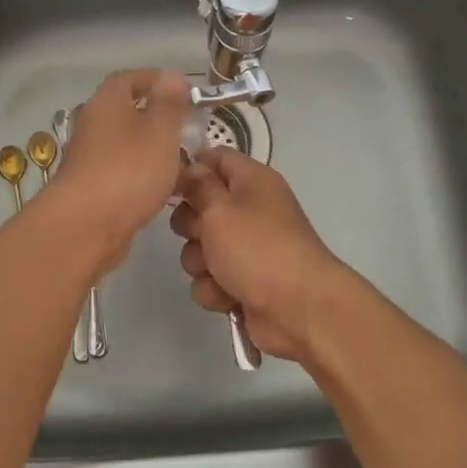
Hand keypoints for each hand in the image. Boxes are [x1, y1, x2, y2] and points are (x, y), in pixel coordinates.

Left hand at [45, 69, 191, 271]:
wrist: (86, 226)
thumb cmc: (129, 169)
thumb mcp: (160, 129)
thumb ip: (169, 103)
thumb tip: (171, 75)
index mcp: (107, 103)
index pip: (128, 79)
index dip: (154, 79)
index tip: (181, 88)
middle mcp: (94, 126)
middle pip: (128, 114)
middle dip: (159, 119)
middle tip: (190, 128)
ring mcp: (91, 159)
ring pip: (129, 147)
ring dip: (155, 151)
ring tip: (187, 161)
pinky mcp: (94, 190)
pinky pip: (126, 174)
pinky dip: (147, 176)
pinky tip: (170, 191)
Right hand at [168, 149, 352, 362]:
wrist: (298, 309)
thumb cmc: (257, 248)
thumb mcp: (220, 209)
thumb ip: (198, 186)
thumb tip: (190, 167)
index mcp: (252, 181)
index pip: (215, 158)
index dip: (191, 169)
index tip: (169, 184)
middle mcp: (249, 210)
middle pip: (200, 207)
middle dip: (190, 225)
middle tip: (201, 234)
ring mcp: (246, 249)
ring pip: (200, 249)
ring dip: (201, 263)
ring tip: (219, 272)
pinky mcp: (241, 282)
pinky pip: (210, 279)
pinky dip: (215, 289)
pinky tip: (229, 295)